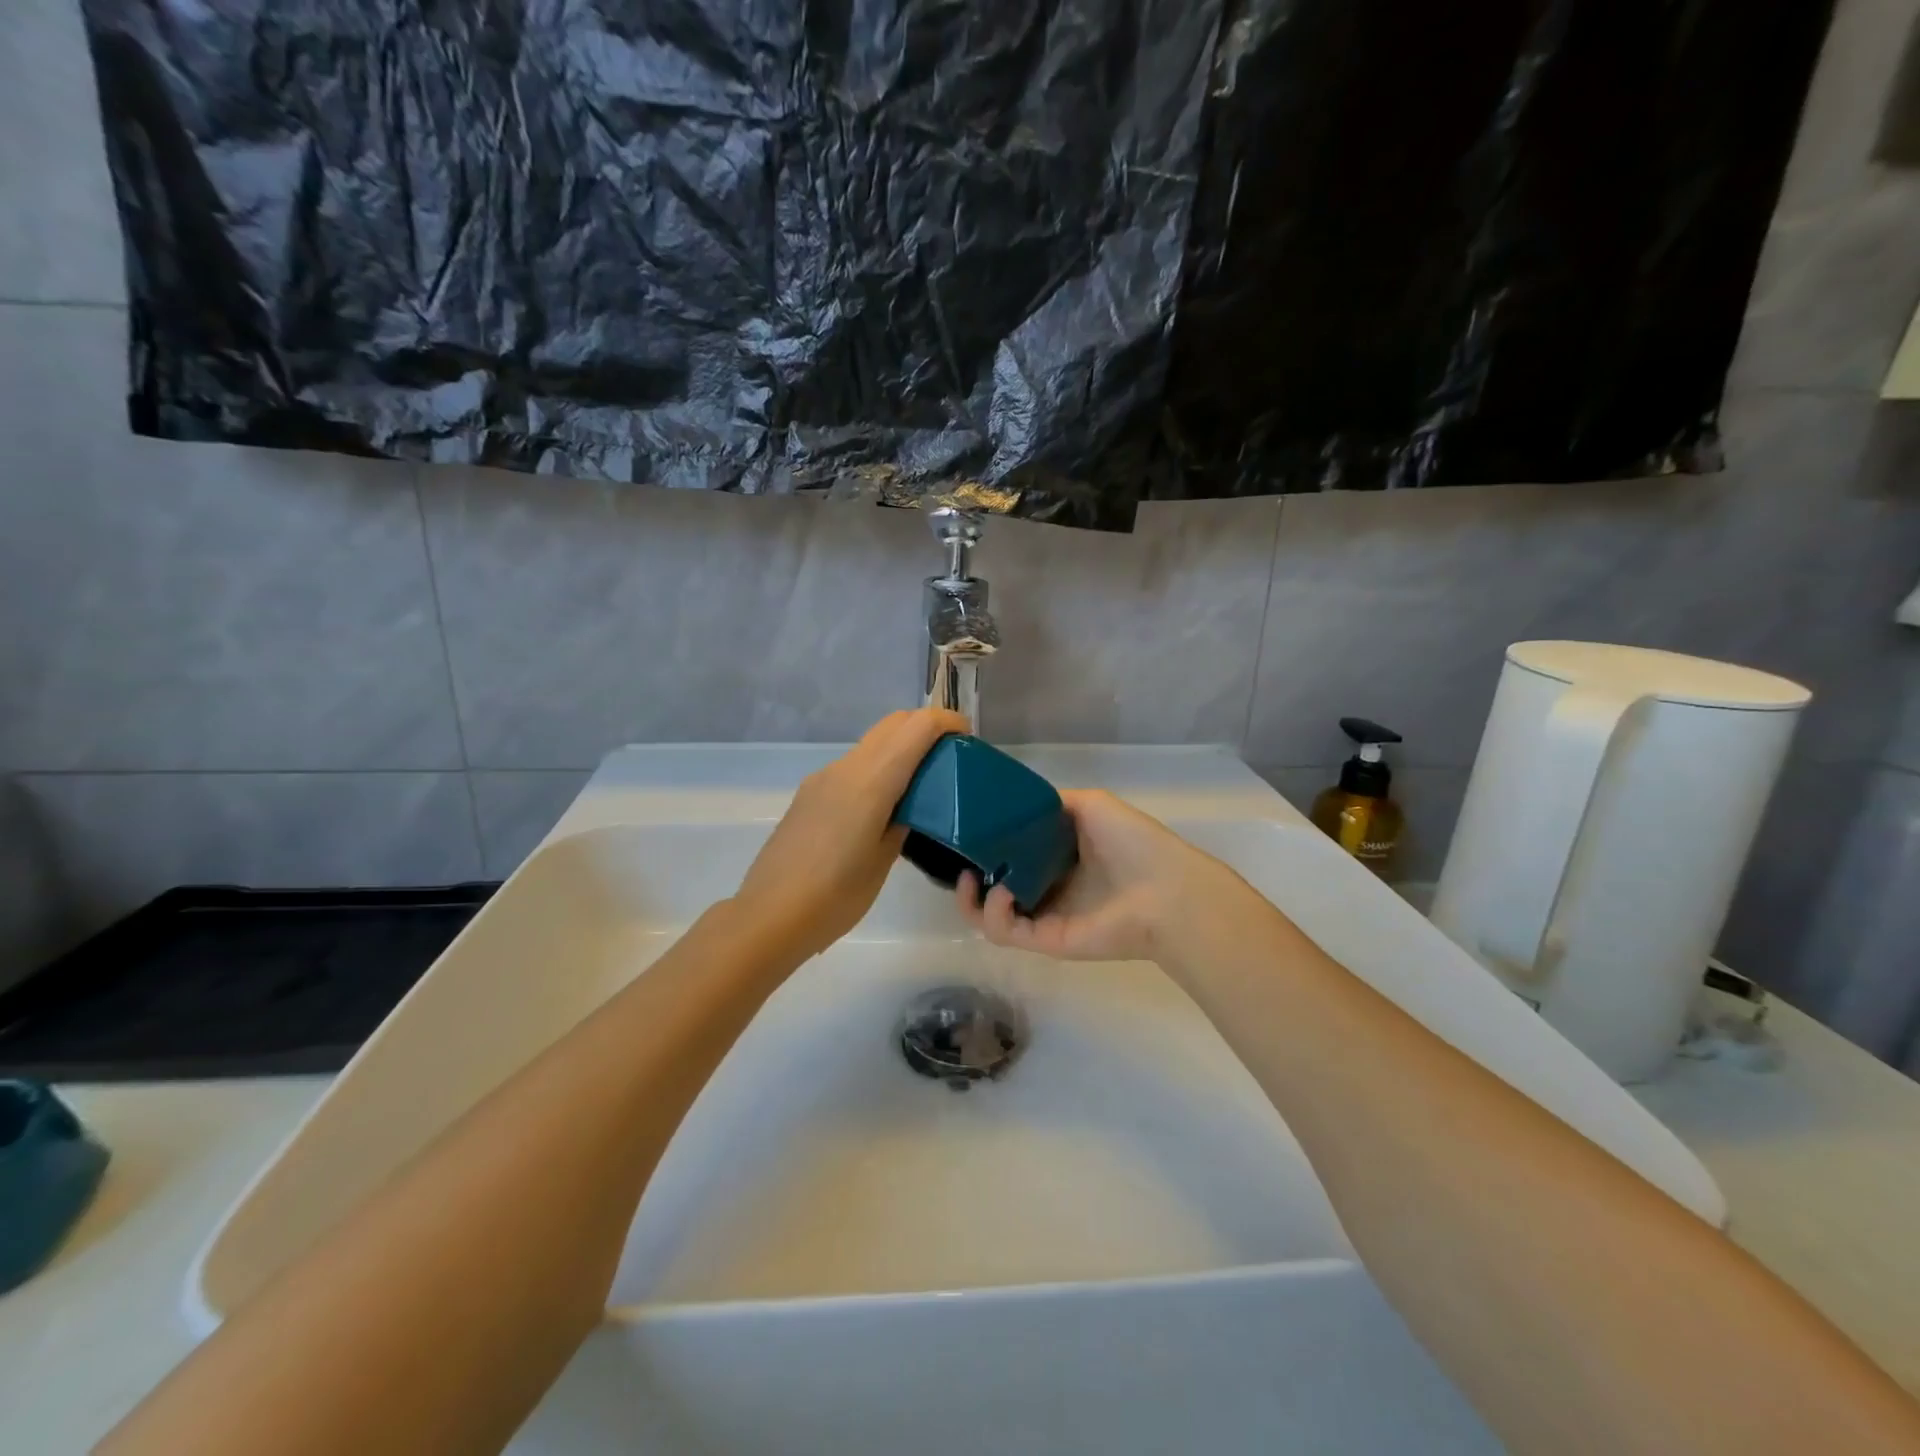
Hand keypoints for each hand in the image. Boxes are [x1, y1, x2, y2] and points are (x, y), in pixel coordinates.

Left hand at [734, 708, 969, 958]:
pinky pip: (853, 766)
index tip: (967, 738)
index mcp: (870, 782)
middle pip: (892, 724)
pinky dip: (878, 767)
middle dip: (925, 727)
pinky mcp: (809, 794)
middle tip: (950, 756)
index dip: (946, 722)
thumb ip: (903, 821)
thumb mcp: (883, 860)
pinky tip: (885, 804)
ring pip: (871, 743)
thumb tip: (911, 804)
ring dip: (900, 747)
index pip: (916, 728)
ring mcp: (823, 779)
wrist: (769, 916)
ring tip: (923, 783)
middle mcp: (845, 768)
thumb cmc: (836, 897)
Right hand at [955, 789, 1258, 962]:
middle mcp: (1049, 886)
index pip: (1012, 853)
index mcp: (1060, 856)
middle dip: (971, 875)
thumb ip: (1053, 802)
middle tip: (959, 859)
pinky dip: (992, 914)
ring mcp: (1046, 916)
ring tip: (969, 879)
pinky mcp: (1045, 941)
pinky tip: (997, 891)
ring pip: (993, 916)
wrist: (1165, 890)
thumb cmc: (1132, 842)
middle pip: (996, 885)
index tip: (968, 831)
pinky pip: (1005, 932)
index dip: (987, 843)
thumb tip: (1020, 801)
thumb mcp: (1091, 804)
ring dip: (971, 900)